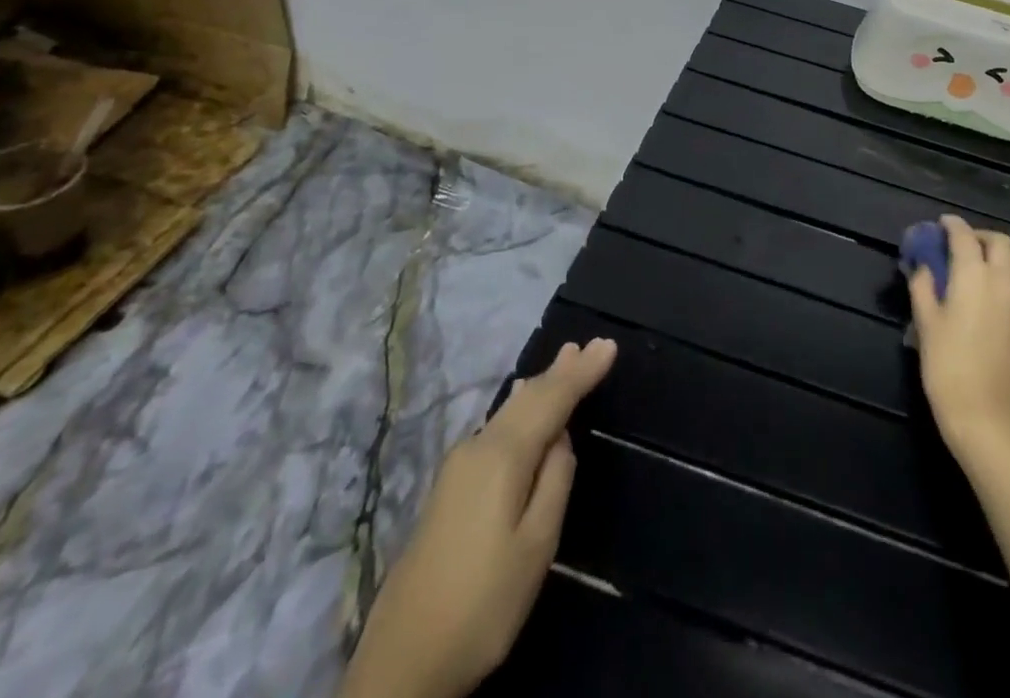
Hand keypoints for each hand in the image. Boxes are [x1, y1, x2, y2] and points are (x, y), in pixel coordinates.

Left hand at [340, 338, 617, 697]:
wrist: (401, 664)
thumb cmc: (482, 604)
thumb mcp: (535, 546)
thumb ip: (555, 481)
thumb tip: (560, 439)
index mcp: (501, 456)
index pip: (551, 399)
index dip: (581, 372)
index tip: (608, 345)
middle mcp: (476, 448)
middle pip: (526, 398)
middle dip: (560, 371)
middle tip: (588, 345)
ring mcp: (457, 468)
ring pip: (509, 411)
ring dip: (540, 386)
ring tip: (563, 362)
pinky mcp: (448, 490)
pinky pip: (497, 429)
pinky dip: (522, 409)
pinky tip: (525, 406)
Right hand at [907, 215, 1009, 462]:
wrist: (988, 419)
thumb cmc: (948, 368)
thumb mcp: (926, 324)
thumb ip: (924, 287)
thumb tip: (924, 266)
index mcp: (974, 276)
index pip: (965, 236)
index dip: (952, 225)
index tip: (941, 223)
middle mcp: (1003, 282)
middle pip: (1001, 243)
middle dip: (981, 236)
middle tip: (960, 244)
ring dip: (1002, 255)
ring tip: (981, 266)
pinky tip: (992, 294)